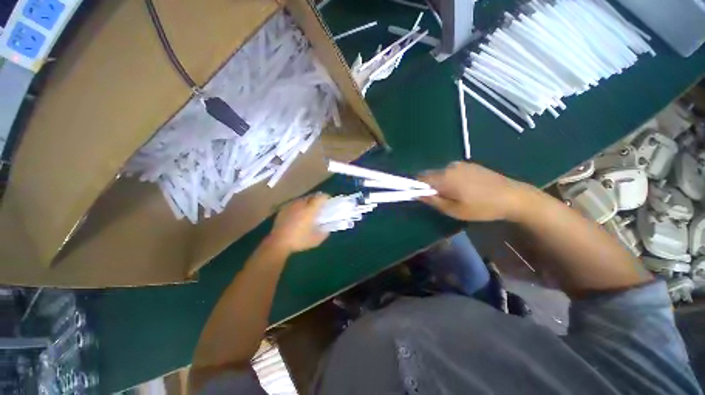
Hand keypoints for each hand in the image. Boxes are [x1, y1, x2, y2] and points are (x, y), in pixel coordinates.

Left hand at [267, 193, 330, 253]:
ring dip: (307, 202)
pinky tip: (298, 213)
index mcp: (310, 209)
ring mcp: (291, 205)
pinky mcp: (283, 209)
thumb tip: (328, 228)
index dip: (326, 197)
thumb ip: (325, 232)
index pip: (320, 197)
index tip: (329, 201)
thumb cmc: (299, 240)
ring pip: (302, 199)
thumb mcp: (316, 240)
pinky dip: (298, 206)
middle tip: (320, 206)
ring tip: (309, 209)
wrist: (278, 243)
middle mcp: (301, 204)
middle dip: (317, 199)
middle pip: (311, 196)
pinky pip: (294, 203)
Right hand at [417, 162, 529, 221]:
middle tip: (437, 199)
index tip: (417, 195)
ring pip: (440, 172)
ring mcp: (460, 164)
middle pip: (429, 174)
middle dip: (428, 185)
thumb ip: (433, 201)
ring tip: (451, 195)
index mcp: (444, 177)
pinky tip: (462, 188)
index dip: (414, 185)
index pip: (419, 177)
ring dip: (439, 182)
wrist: (513, 196)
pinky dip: (449, 179)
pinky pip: (451, 171)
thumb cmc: (481, 207)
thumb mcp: (454, 210)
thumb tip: (416, 194)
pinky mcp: (469, 164)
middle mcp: (449, 166)